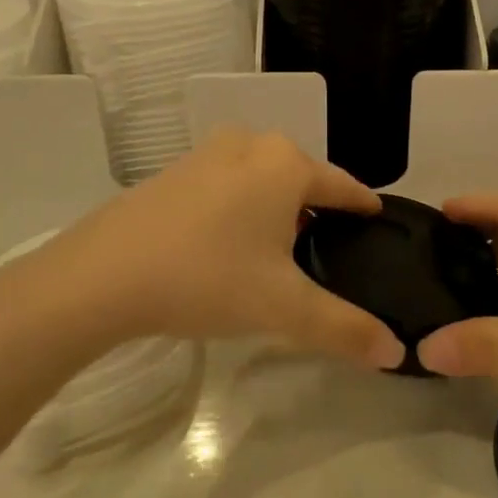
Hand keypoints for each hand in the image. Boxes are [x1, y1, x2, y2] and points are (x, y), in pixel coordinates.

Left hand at [0, 129, 404, 370]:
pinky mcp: (175, 170)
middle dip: (320, 209)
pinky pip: (229, 183)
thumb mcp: (283, 308)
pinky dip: (242, 206)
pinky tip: (231, 243)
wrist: (101, 275)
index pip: (344, 185)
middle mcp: (251, 144)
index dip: (365, 207)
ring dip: (278, 207)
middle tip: (330, 251)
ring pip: (263, 178)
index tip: (379, 223)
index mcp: (286, 164)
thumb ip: (344, 328)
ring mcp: (208, 153)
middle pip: (303, 178)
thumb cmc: (207, 278)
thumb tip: (396, 352)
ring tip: (282, 250)